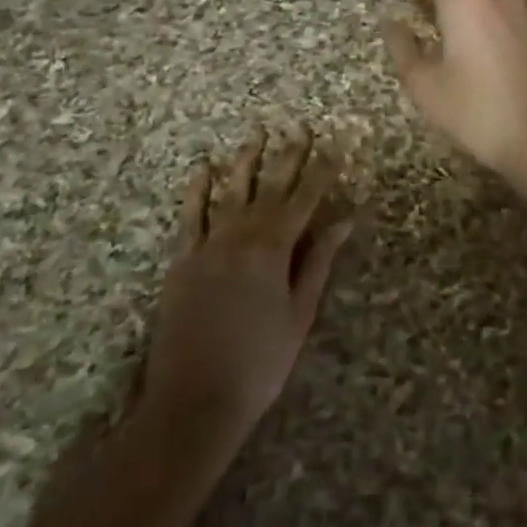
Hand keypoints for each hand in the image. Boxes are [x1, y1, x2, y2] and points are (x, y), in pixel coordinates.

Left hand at [138, 126, 353, 452]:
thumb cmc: (260, 361)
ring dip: (246, 160)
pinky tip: (204, 168)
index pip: (306, 197)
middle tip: (300, 126)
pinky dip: (198, 189)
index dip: (323, 168)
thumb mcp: (300, 312)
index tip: (336, 142)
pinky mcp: (183, 259)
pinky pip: (191, 215)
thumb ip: (318, 260)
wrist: (194, 400)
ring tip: (257, 133)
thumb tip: (343, 219)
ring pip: (231, 190)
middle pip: (271, 185)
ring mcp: (208, 244)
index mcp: (275, 247)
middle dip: (288, 154)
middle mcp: (242, 235)